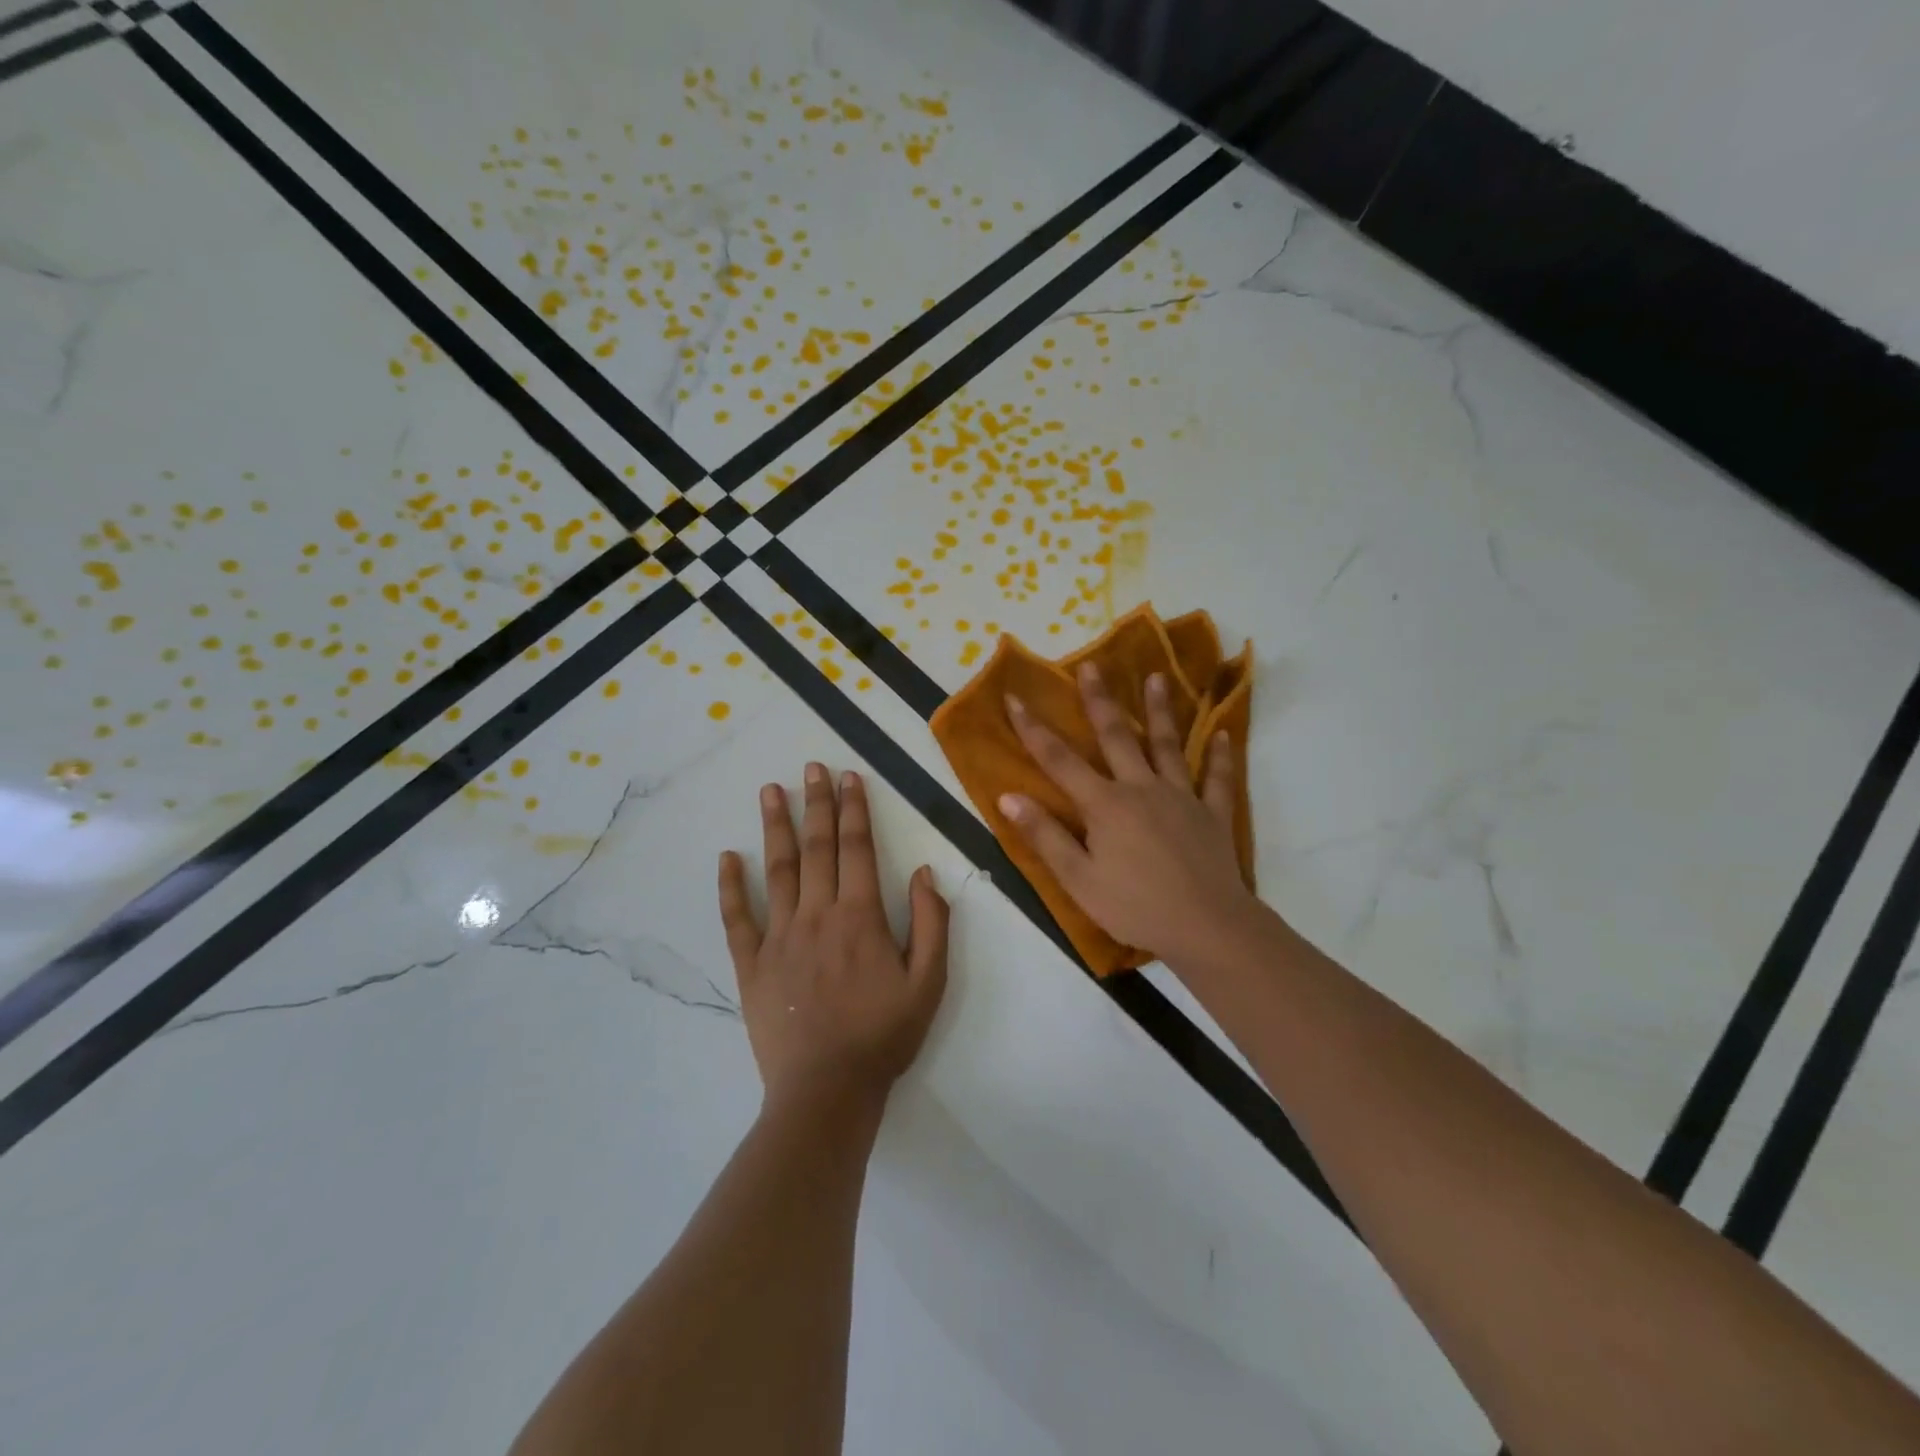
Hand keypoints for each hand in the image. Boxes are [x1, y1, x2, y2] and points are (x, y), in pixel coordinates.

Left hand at [719, 764, 949, 1112]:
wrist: (827, 1090)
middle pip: (817, 848)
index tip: (850, 777)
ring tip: (770, 791)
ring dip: (775, 828)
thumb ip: (931, 923)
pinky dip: (730, 886)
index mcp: (860, 917)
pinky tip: (727, 857)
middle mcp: (817, 915)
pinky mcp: (751, 964)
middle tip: (811, 767)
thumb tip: (924, 872)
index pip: (857, 849)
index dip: (855, 810)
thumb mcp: (929, 983)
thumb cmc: (883, 1035)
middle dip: (816, 803)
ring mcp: (779, 937)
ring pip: (777, 871)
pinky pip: (737, 919)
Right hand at [1001, 662, 1258, 966]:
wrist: (1206, 926)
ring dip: (1160, 710)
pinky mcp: (1212, 814)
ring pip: (1168, 746)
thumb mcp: (1078, 879)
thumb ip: (1045, 836)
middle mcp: (1141, 788)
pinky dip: (1220, 756)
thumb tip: (1009, 796)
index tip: (1014, 697)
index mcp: (1104, 805)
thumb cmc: (1134, 906)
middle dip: (1099, 700)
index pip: (1059, 760)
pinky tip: (1221, 733)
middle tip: (1091, 665)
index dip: (1033, 729)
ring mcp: (1182, 797)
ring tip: (1157, 677)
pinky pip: (1217, 779)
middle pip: (1116, 737)